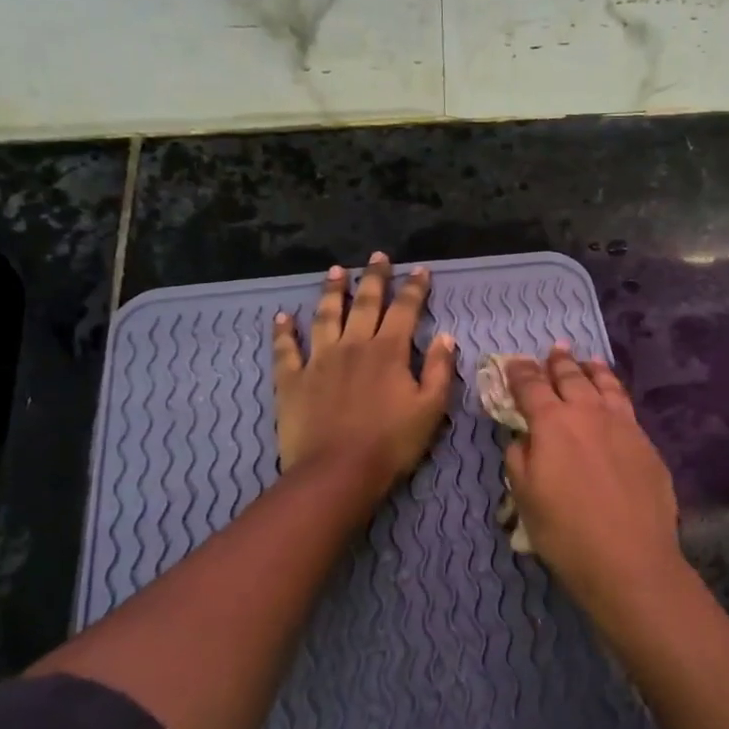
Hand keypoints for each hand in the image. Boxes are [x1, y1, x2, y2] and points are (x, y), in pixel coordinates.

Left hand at [272, 253, 455, 492]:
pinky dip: (283, 331)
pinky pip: (285, 349)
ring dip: (331, 291)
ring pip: (325, 316)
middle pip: (364, 303)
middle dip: (374, 278)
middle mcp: (353, 345)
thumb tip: (445, 337)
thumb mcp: (431, 409)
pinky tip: (282, 317)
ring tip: (335, 271)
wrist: (337, 472)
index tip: (420, 269)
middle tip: (377, 256)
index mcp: (389, 351)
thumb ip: (440, 370)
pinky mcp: (292, 380)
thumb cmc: (391, 443)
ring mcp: (318, 360)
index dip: (414, 288)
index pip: (405, 309)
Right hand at [502, 345, 684, 610]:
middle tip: (554, 350)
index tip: (513, 363)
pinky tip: (613, 397)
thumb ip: (519, 459)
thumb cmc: (566, 532)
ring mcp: (623, 425)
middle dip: (558, 362)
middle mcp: (588, 413)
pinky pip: (626, 405)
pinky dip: (614, 392)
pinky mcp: (646, 442)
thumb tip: (524, 438)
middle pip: (571, 377)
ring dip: (591, 370)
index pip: (531, 386)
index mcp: (552, 423)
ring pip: (605, 385)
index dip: (520, 372)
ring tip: (587, 361)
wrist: (630, 558)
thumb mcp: (525, 497)